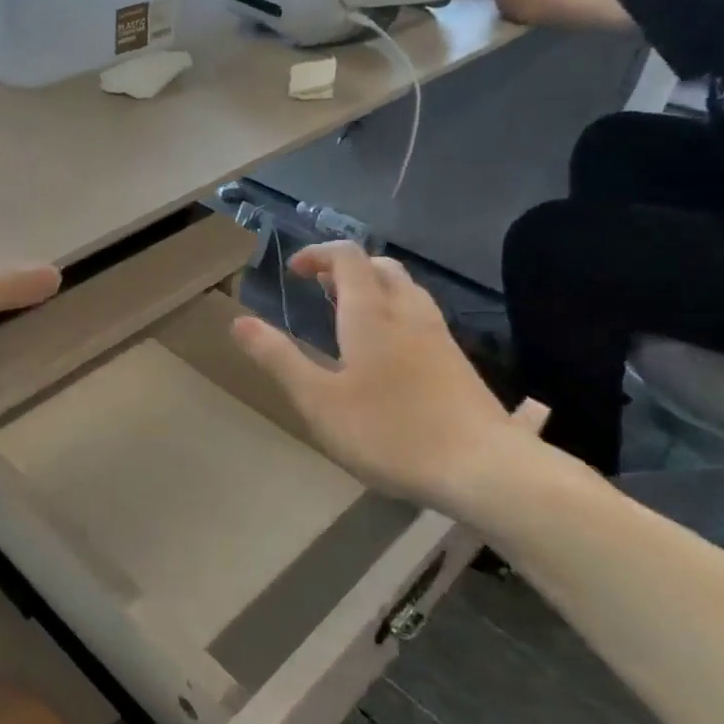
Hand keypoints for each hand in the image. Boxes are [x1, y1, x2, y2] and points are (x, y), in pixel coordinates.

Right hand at [231, 243, 543, 510]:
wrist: (484, 469)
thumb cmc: (390, 432)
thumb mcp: (318, 401)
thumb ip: (279, 359)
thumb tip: (239, 321)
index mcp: (371, 316)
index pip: (348, 258)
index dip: (319, 254)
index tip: (295, 270)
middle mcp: (408, 315)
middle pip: (382, 268)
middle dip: (349, 268)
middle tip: (322, 288)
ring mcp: (440, 339)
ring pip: (408, 292)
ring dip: (377, 288)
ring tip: (352, 314)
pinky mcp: (459, 365)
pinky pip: (424, 319)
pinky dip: (398, 314)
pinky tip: (393, 352)